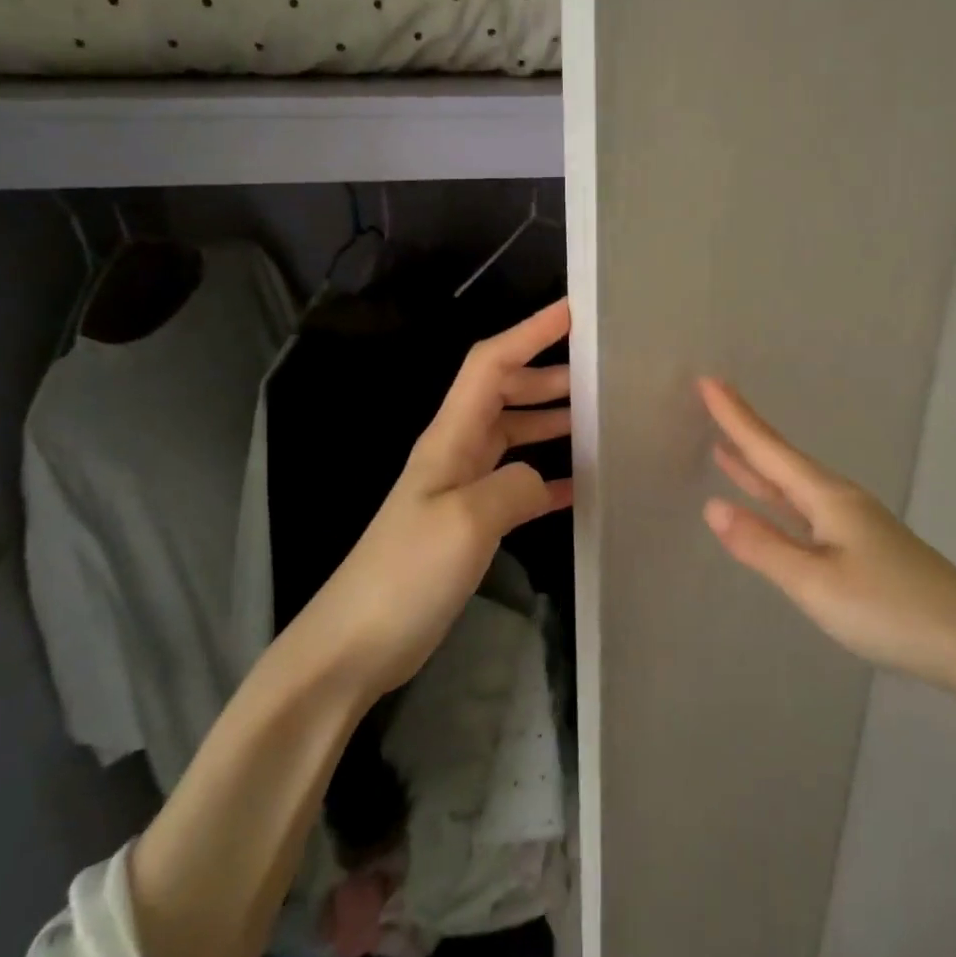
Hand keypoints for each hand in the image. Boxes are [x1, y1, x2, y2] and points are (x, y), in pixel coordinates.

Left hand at [301, 299, 573, 697]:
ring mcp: (462, 487)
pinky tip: (581, 485)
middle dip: (548, 373)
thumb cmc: (405, 574)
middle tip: (601, 373)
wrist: (354, 645)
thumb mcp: (465, 522)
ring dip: (550, 419)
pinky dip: (548, 475)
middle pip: (504, 392)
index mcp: (449, 437)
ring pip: (513, 434)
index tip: (573, 312)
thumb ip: (513, 486)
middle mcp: (456, 451)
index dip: (529, 332)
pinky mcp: (470, 522)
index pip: (490, 364)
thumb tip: (544, 477)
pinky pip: (517, 483)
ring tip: (599, 419)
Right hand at [697, 376, 955, 694]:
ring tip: (726, 448)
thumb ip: (763, 545)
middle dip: (745, 432)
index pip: (769, 449)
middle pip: (782, 460)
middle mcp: (840, 501)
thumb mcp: (816, 583)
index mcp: (828, 498)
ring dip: (759, 466)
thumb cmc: (890, 610)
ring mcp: (855, 524)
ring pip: (794, 485)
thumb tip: (712, 506)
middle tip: (713, 401)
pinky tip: (775, 506)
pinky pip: (806, 509)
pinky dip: (779, 498)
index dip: (735, 417)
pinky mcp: (864, 547)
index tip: (708, 381)